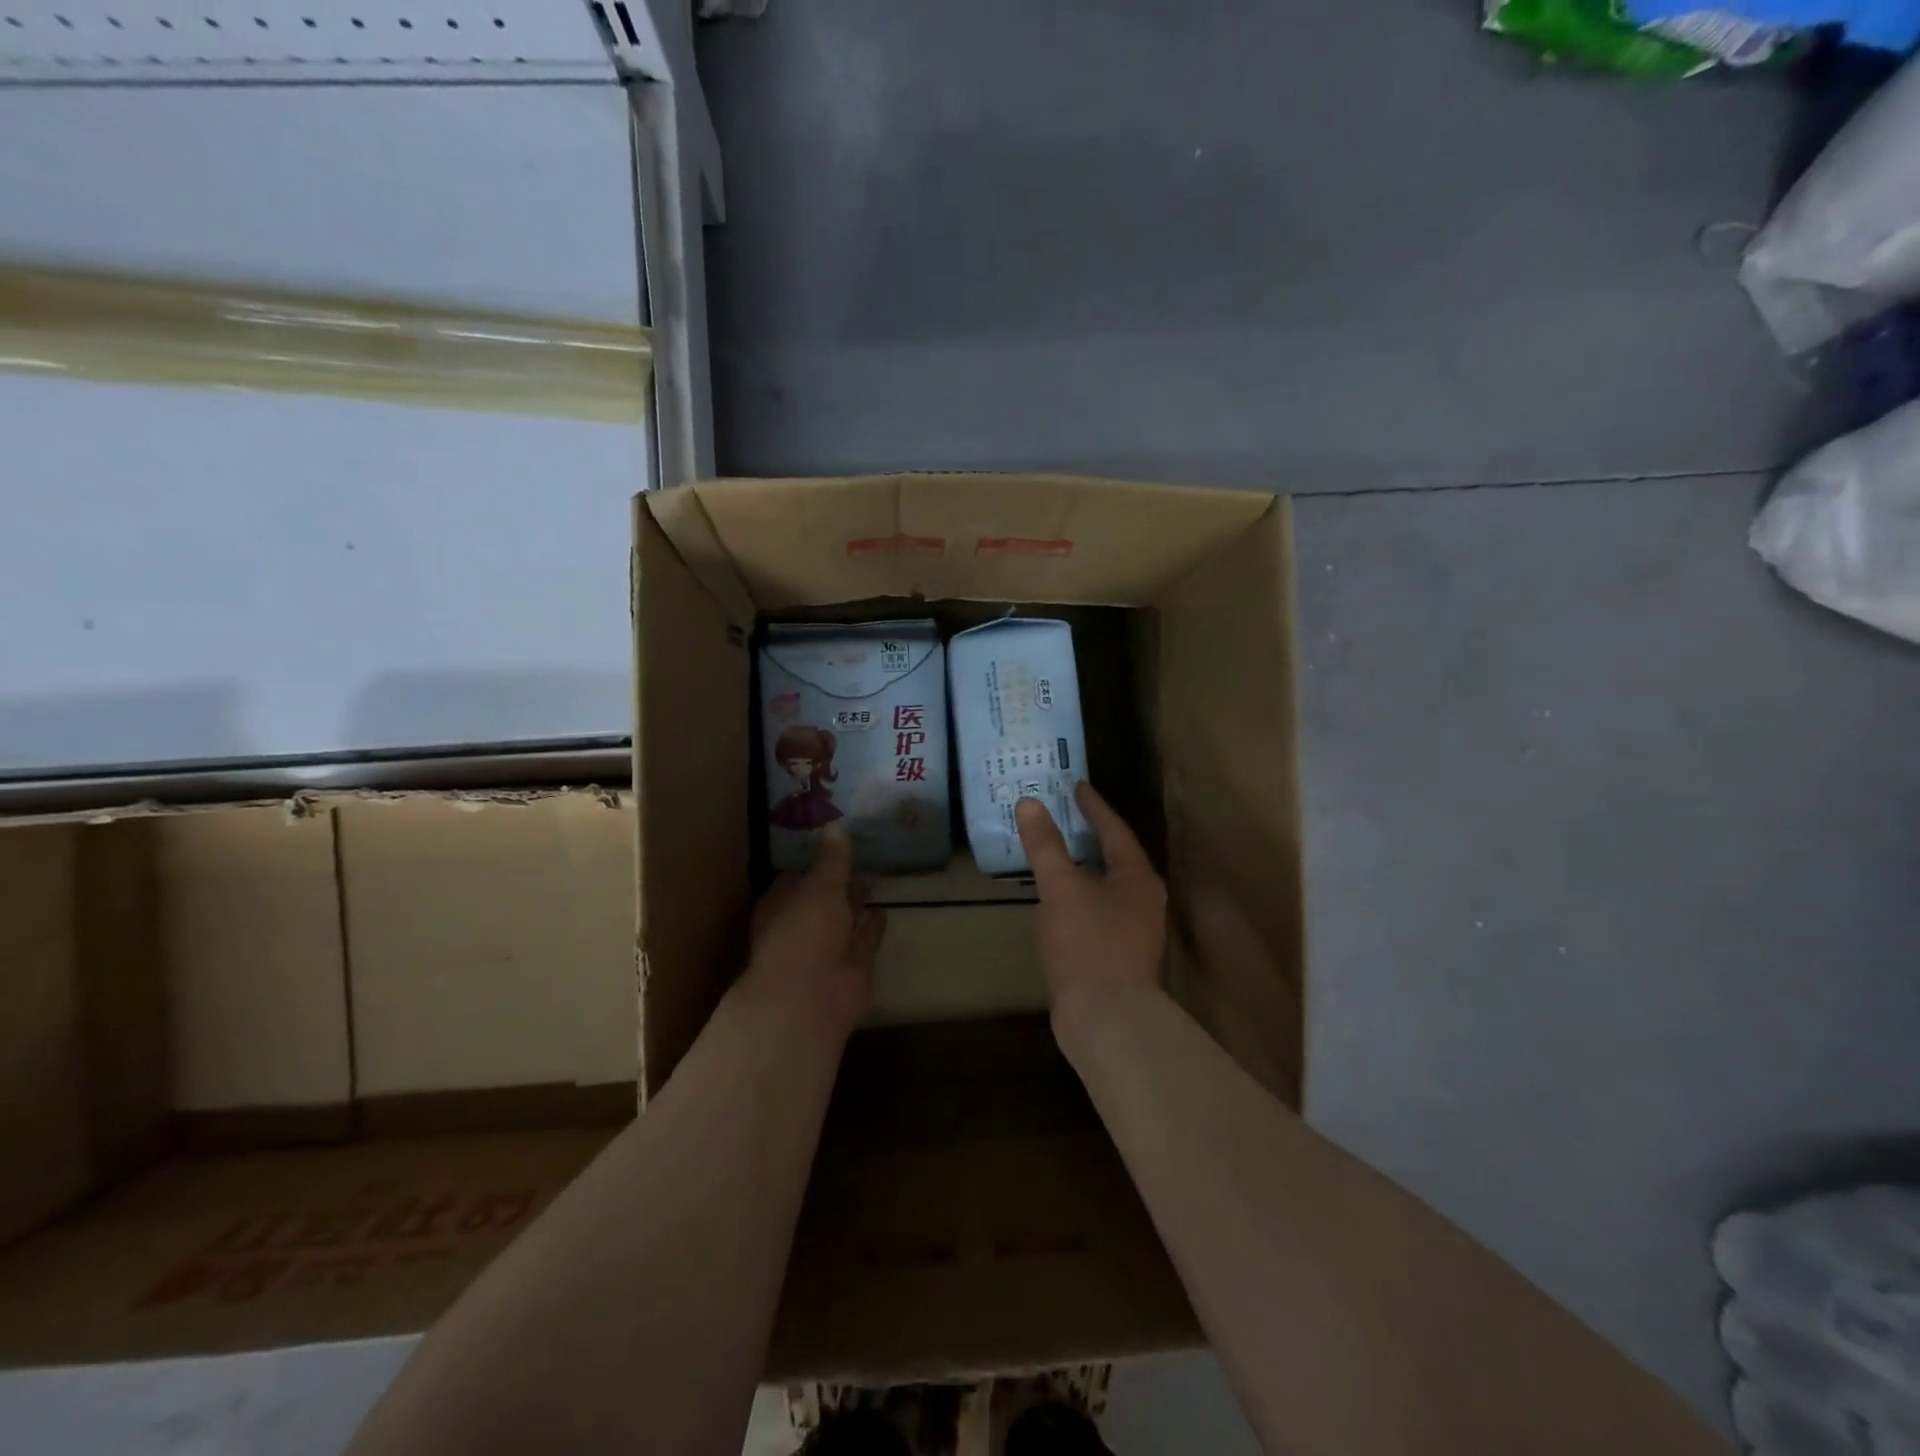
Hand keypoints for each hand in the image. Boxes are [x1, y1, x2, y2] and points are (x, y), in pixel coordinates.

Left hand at [746, 825, 884, 1041]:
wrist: (812, 998)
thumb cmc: (803, 933)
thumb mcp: (820, 886)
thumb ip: (832, 859)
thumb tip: (835, 826)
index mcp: (779, 907)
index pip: (793, 878)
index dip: (810, 862)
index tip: (830, 843)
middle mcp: (800, 928)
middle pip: (819, 900)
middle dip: (835, 883)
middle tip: (857, 857)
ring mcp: (826, 950)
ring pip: (842, 921)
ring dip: (855, 905)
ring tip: (873, 880)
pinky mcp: (852, 967)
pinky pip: (864, 940)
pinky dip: (872, 927)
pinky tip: (883, 911)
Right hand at [1015, 785, 1166, 1030]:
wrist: (1107, 1018)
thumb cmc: (1087, 944)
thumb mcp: (1062, 888)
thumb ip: (1045, 845)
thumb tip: (1030, 803)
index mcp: (1137, 877)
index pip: (1114, 830)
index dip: (1094, 806)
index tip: (1076, 786)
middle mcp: (1143, 899)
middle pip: (1115, 856)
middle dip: (1089, 834)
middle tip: (1062, 814)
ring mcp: (1133, 929)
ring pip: (1106, 885)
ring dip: (1083, 866)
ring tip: (1056, 852)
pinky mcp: (1118, 953)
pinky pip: (1097, 909)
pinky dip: (1078, 894)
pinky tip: (1057, 900)